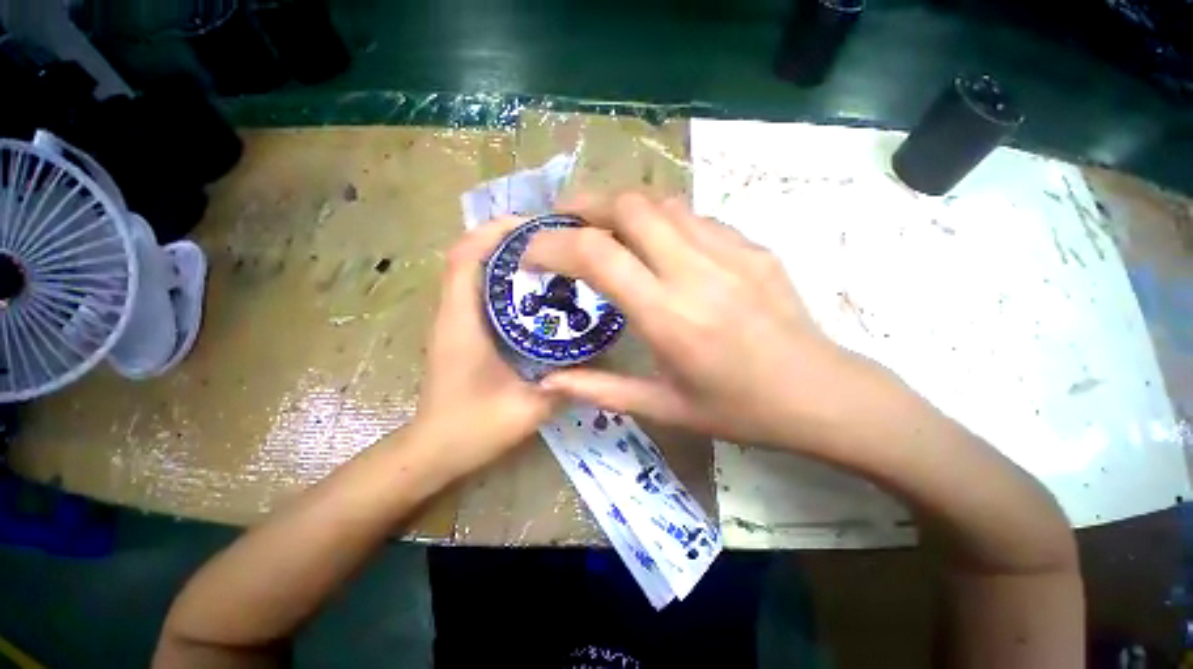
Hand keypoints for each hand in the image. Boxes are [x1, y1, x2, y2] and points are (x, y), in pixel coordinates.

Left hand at [411, 216, 559, 477]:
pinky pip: (477, 288)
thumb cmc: (472, 429)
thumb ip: (565, 384)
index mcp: (462, 323)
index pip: (467, 257)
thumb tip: (598, 359)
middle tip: (550, 237)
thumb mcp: (528, 409)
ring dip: (502, 253)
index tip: (536, 225)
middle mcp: (452, 312)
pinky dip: (500, 275)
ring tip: (545, 253)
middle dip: (505, 236)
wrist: (434, 451)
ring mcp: (453, 319)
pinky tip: (532, 287)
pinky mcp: (459, 329)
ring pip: (471, 268)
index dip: (497, 232)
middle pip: (468, 253)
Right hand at [525, 192, 875, 449]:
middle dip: (585, 205)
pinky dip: (662, 220)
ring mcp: (730, 252)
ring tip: (603, 226)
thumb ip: (601, 390)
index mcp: (670, 317)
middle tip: (563, 220)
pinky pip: (695, 217)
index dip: (554, 244)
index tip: (531, 252)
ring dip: (623, 207)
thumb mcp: (665, 408)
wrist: (820, 395)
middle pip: (629, 207)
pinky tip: (657, 242)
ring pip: (663, 202)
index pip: (597, 255)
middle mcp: (696, 272)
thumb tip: (551, 381)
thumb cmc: (740, 410)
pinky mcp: (753, 246)